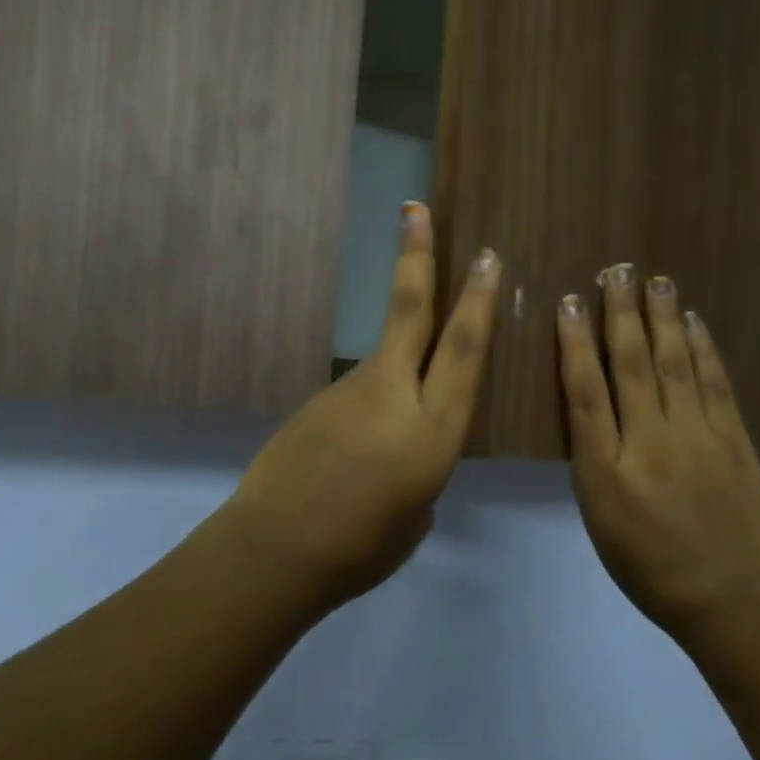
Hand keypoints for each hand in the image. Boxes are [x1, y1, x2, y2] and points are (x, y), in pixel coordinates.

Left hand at [222, 203, 500, 610]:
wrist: (273, 550)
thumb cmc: (360, 550)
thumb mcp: (416, 518)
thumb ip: (422, 471)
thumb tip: (406, 446)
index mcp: (432, 431)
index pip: (463, 351)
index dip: (478, 301)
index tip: (486, 257)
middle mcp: (394, 395)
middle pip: (410, 310)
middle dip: (418, 256)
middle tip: (416, 209)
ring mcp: (349, 391)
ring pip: (385, 351)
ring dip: (398, 355)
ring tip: (385, 428)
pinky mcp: (318, 399)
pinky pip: (358, 391)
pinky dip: (367, 408)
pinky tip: (351, 453)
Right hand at [556, 265, 759, 638]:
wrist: (732, 601)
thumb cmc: (649, 566)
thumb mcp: (599, 520)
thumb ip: (591, 458)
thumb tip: (588, 404)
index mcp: (608, 468)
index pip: (585, 391)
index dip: (575, 342)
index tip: (569, 301)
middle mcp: (652, 442)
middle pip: (632, 364)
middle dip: (621, 313)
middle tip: (616, 270)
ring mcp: (699, 437)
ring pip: (675, 364)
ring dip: (663, 317)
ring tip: (656, 280)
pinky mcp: (735, 440)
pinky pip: (716, 383)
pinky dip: (703, 348)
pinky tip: (693, 323)